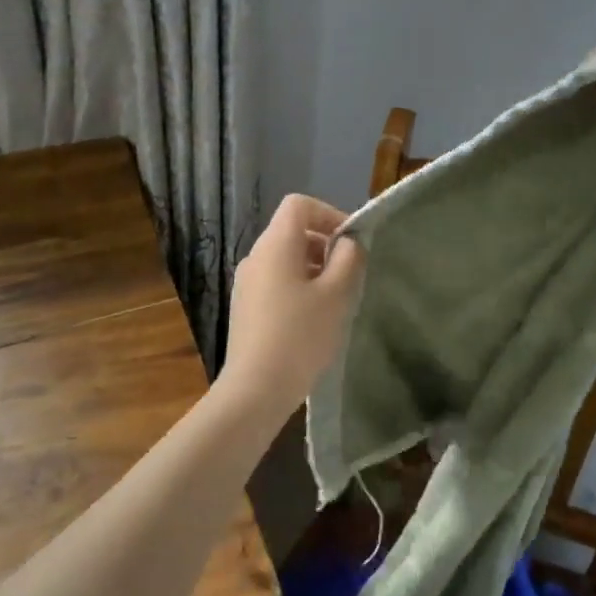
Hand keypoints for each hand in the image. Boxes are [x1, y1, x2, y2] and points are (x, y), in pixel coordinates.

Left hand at [218, 194, 365, 423]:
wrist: (255, 390)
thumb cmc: (300, 336)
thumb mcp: (337, 294)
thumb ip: (349, 259)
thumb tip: (348, 242)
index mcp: (275, 245)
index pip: (299, 205)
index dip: (329, 214)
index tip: (351, 243)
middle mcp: (255, 256)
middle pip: (292, 232)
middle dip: (325, 245)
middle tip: (349, 275)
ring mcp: (246, 283)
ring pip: (285, 259)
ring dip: (314, 269)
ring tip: (335, 301)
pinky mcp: (245, 308)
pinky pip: (276, 282)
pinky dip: (298, 288)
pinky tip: (313, 321)